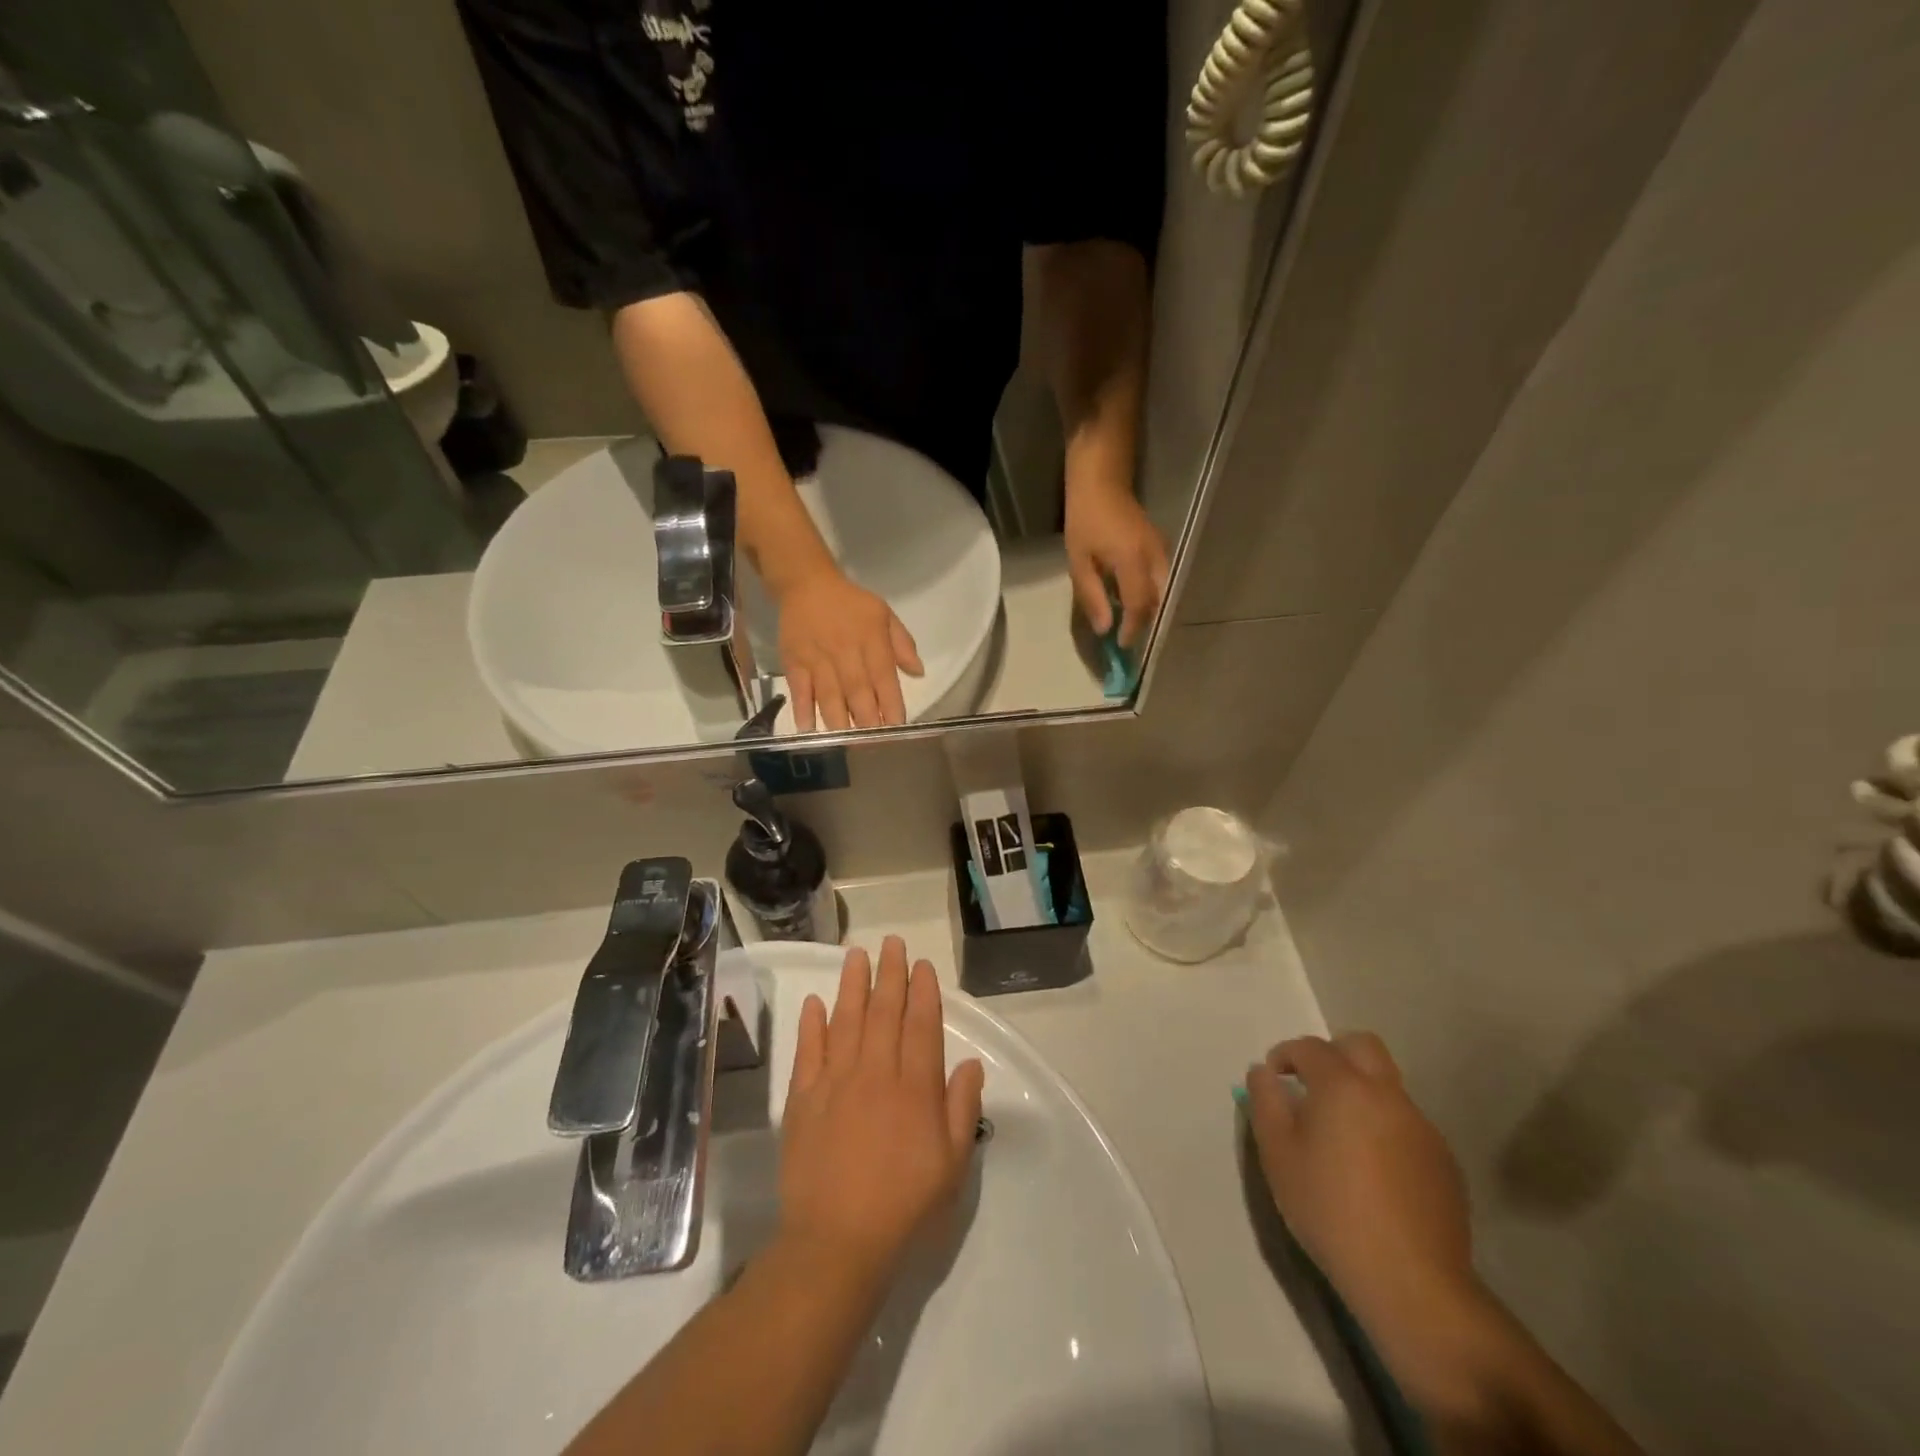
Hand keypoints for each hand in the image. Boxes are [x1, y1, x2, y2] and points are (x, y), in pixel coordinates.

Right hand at [776, 567, 923, 730]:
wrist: (806, 583)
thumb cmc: (850, 602)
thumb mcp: (883, 613)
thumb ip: (902, 644)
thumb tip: (918, 673)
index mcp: (871, 641)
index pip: (884, 678)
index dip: (891, 705)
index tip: (897, 728)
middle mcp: (846, 652)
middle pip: (858, 692)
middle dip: (867, 722)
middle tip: (874, 746)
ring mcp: (818, 659)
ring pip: (830, 695)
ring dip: (839, 722)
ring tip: (847, 743)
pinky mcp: (794, 662)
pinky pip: (799, 689)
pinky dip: (803, 709)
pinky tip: (809, 729)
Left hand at [778, 938, 984, 1286]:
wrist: (836, 1241)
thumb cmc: (904, 1204)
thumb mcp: (952, 1164)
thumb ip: (962, 1108)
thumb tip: (971, 1064)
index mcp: (914, 1086)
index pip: (921, 1024)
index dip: (923, 991)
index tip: (921, 965)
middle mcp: (876, 1072)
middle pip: (884, 1011)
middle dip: (890, 973)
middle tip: (891, 943)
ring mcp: (835, 1081)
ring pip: (846, 1019)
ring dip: (852, 984)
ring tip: (856, 955)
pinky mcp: (803, 1098)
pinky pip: (808, 1050)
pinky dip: (811, 1023)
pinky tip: (815, 1002)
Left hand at [1065, 476, 1169, 648]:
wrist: (1102, 479)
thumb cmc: (1085, 518)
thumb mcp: (1079, 560)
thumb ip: (1092, 595)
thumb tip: (1104, 628)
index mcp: (1133, 561)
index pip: (1139, 606)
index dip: (1131, 628)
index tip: (1121, 644)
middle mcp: (1154, 557)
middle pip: (1156, 601)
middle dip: (1142, 621)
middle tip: (1124, 635)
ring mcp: (1161, 549)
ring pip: (1162, 589)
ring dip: (1147, 608)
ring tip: (1127, 619)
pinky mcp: (1160, 544)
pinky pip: (1161, 577)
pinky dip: (1149, 592)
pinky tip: (1131, 596)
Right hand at [1245, 1035, 1491, 1410]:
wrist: (1410, 1280)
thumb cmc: (1329, 1209)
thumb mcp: (1278, 1154)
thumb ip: (1266, 1102)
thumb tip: (1264, 1072)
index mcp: (1344, 1086)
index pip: (1310, 1047)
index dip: (1286, 1055)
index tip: (1274, 1078)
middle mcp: (1387, 1095)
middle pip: (1362, 1046)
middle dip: (1333, 1054)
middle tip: (1312, 1087)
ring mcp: (1422, 1128)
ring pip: (1387, 1087)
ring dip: (1361, 1094)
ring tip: (1341, 1137)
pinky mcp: (1444, 1162)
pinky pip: (1406, 1125)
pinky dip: (1384, 1129)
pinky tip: (1373, 1172)